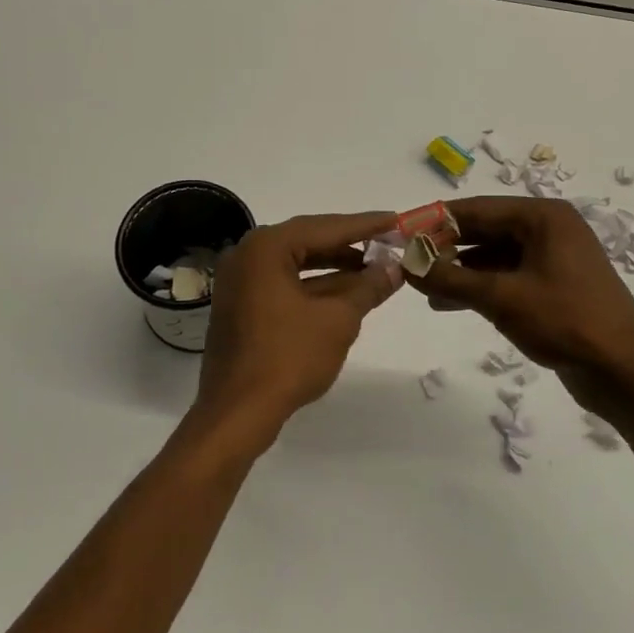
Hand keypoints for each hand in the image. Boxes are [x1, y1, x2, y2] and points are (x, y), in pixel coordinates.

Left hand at [193, 211, 402, 445]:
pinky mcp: (241, 305)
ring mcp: (240, 281)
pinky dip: (314, 286)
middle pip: (308, 241)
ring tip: (374, 269)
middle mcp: (247, 255)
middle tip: (388, 242)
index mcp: (266, 247)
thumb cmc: (288, 358)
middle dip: (350, 245)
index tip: (396, 220)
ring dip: (334, 267)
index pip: (325, 227)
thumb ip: (368, 288)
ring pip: (296, 264)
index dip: (365, 225)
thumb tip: (394, 268)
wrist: (237, 413)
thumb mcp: (338, 320)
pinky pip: (283, 283)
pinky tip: (346, 294)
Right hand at [403, 197, 633, 417]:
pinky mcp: (554, 285)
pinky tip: (449, 303)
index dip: (436, 221)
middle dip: (446, 247)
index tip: (401, 232)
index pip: (477, 209)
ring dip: (459, 271)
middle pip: (485, 230)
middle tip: (409, 262)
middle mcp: (549, 228)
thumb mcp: (501, 298)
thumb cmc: (565, 321)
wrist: (624, 372)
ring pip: (494, 256)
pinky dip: (480, 287)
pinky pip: (508, 276)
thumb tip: (406, 264)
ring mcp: (554, 258)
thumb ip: (449, 278)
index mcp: (543, 217)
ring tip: (423, 287)